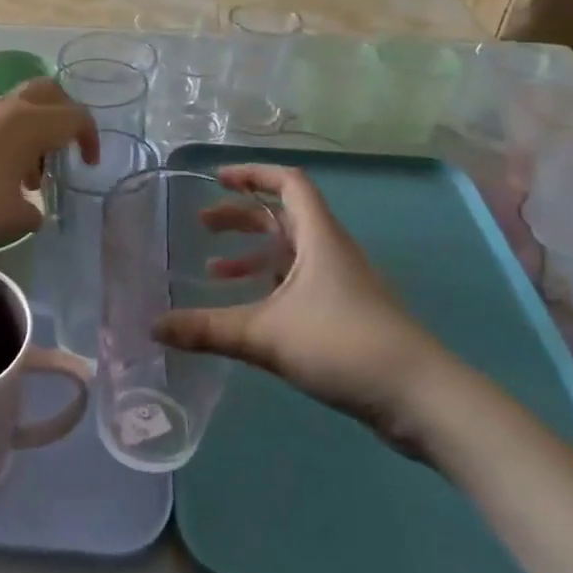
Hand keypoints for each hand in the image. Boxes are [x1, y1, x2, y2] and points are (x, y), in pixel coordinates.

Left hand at [0, 79, 97, 246]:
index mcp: (31, 123)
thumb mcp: (10, 218)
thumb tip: (33, 212)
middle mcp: (8, 107)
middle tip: (63, 148)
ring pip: (18, 106)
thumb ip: (32, 214)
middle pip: (49, 91)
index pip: (76, 116)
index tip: (89, 164)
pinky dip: (5, 137)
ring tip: (25, 176)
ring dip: (31, 131)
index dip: (90, 138)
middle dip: (63, 115)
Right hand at [154, 163, 461, 455]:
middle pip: (282, 216)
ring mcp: (341, 283)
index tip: (216, 179)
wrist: (419, 397)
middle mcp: (331, 250)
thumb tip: (153, 326)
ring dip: (253, 256)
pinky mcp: (346, 314)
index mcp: (319, 235)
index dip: (252, 174)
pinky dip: (269, 287)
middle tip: (202, 226)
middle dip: (241, 217)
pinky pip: (298, 284)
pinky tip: (248, 311)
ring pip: (290, 253)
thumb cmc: (343, 344)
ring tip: (214, 271)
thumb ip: (209, 329)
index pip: (287, 182)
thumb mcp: (267, 334)